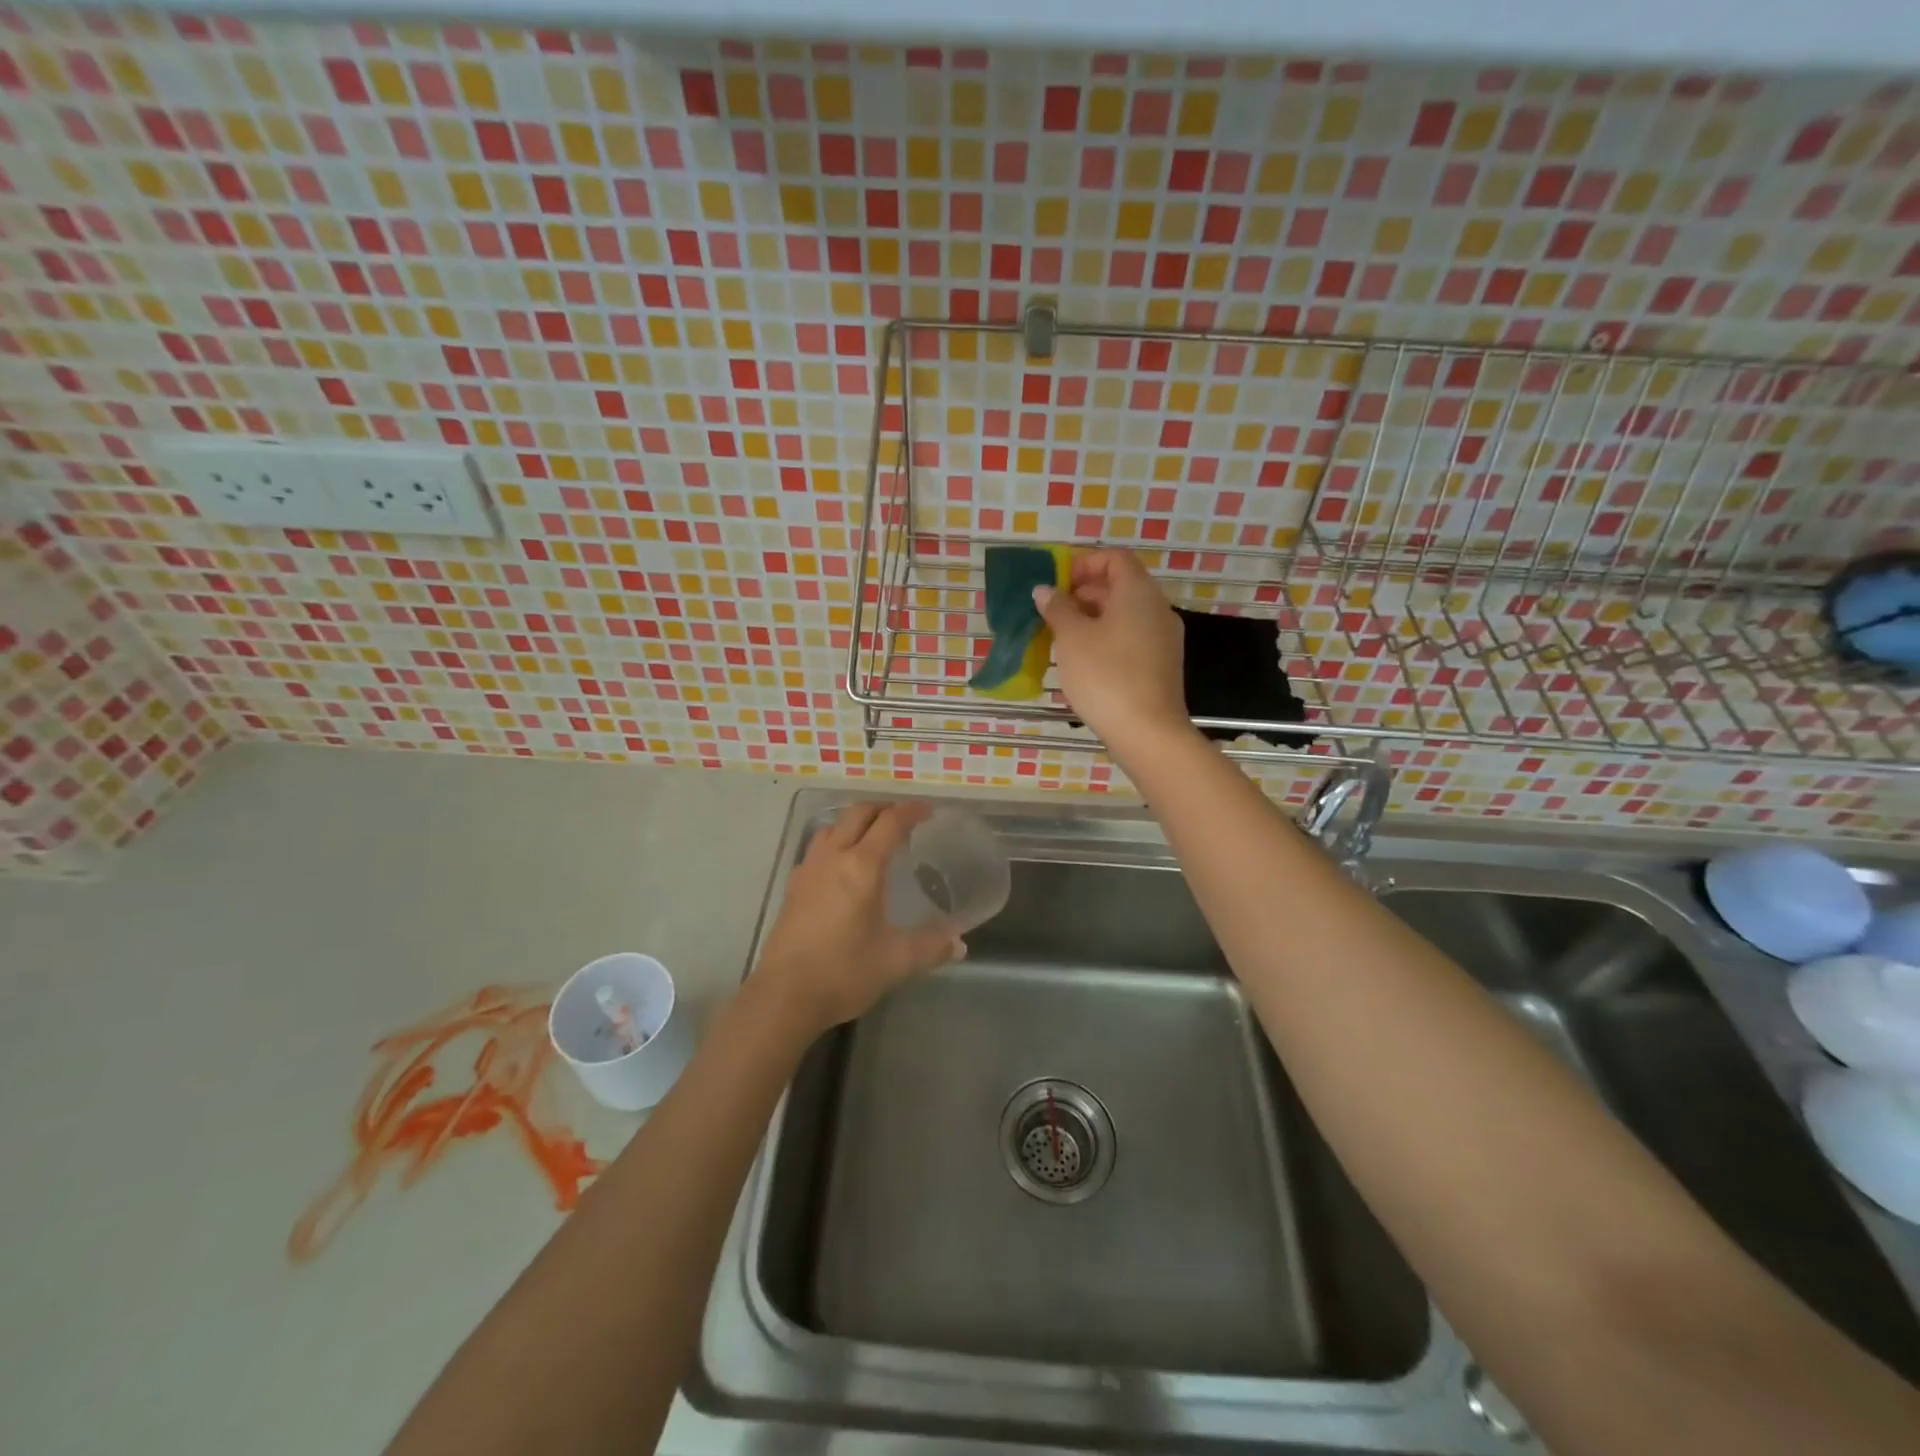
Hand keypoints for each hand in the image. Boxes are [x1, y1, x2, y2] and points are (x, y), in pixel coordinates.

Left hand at [753, 802, 962, 1032]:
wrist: (784, 996)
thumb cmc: (843, 972)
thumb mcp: (896, 962)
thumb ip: (930, 948)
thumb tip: (959, 944)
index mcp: (862, 867)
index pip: (889, 823)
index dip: (910, 812)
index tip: (927, 811)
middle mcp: (833, 858)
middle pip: (857, 814)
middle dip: (882, 809)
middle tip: (903, 819)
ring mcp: (808, 870)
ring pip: (832, 827)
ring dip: (855, 822)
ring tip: (872, 837)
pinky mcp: (793, 887)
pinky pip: (817, 848)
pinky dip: (836, 842)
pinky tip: (842, 867)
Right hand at [1034, 548, 1191, 759]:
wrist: (1147, 732)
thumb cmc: (1106, 676)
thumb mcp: (1072, 639)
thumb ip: (1057, 609)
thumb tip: (1045, 591)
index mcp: (1138, 593)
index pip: (1115, 558)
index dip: (1084, 563)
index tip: (1056, 582)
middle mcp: (1157, 609)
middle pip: (1120, 586)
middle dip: (1084, 593)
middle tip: (1052, 612)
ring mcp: (1163, 639)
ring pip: (1125, 615)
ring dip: (1092, 618)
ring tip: (1061, 638)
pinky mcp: (1161, 665)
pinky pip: (1131, 639)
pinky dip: (1107, 639)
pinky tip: (1083, 662)